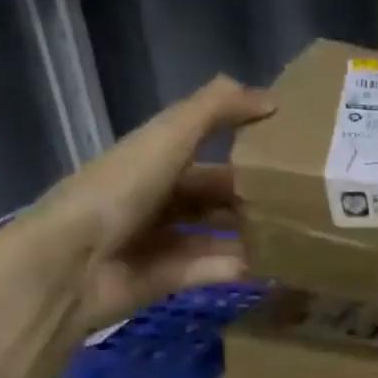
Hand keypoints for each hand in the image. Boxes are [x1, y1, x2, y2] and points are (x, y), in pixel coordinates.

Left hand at [0, 76, 275, 377]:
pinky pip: (215, 269)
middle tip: (305, 200)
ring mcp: (164, 241)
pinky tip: (279, 265)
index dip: (245, 146)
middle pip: (216, 196)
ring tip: (301, 234)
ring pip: (219, 234)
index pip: (206, 148)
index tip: (292, 150)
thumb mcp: (167, 138)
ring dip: (253, 234)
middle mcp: (159, 198)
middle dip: (254, 196)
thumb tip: (271, 98)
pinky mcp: (171, 279)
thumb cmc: (118, 192)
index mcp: (153, 159)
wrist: (72, 264)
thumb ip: (215, 111)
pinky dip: (243, 267)